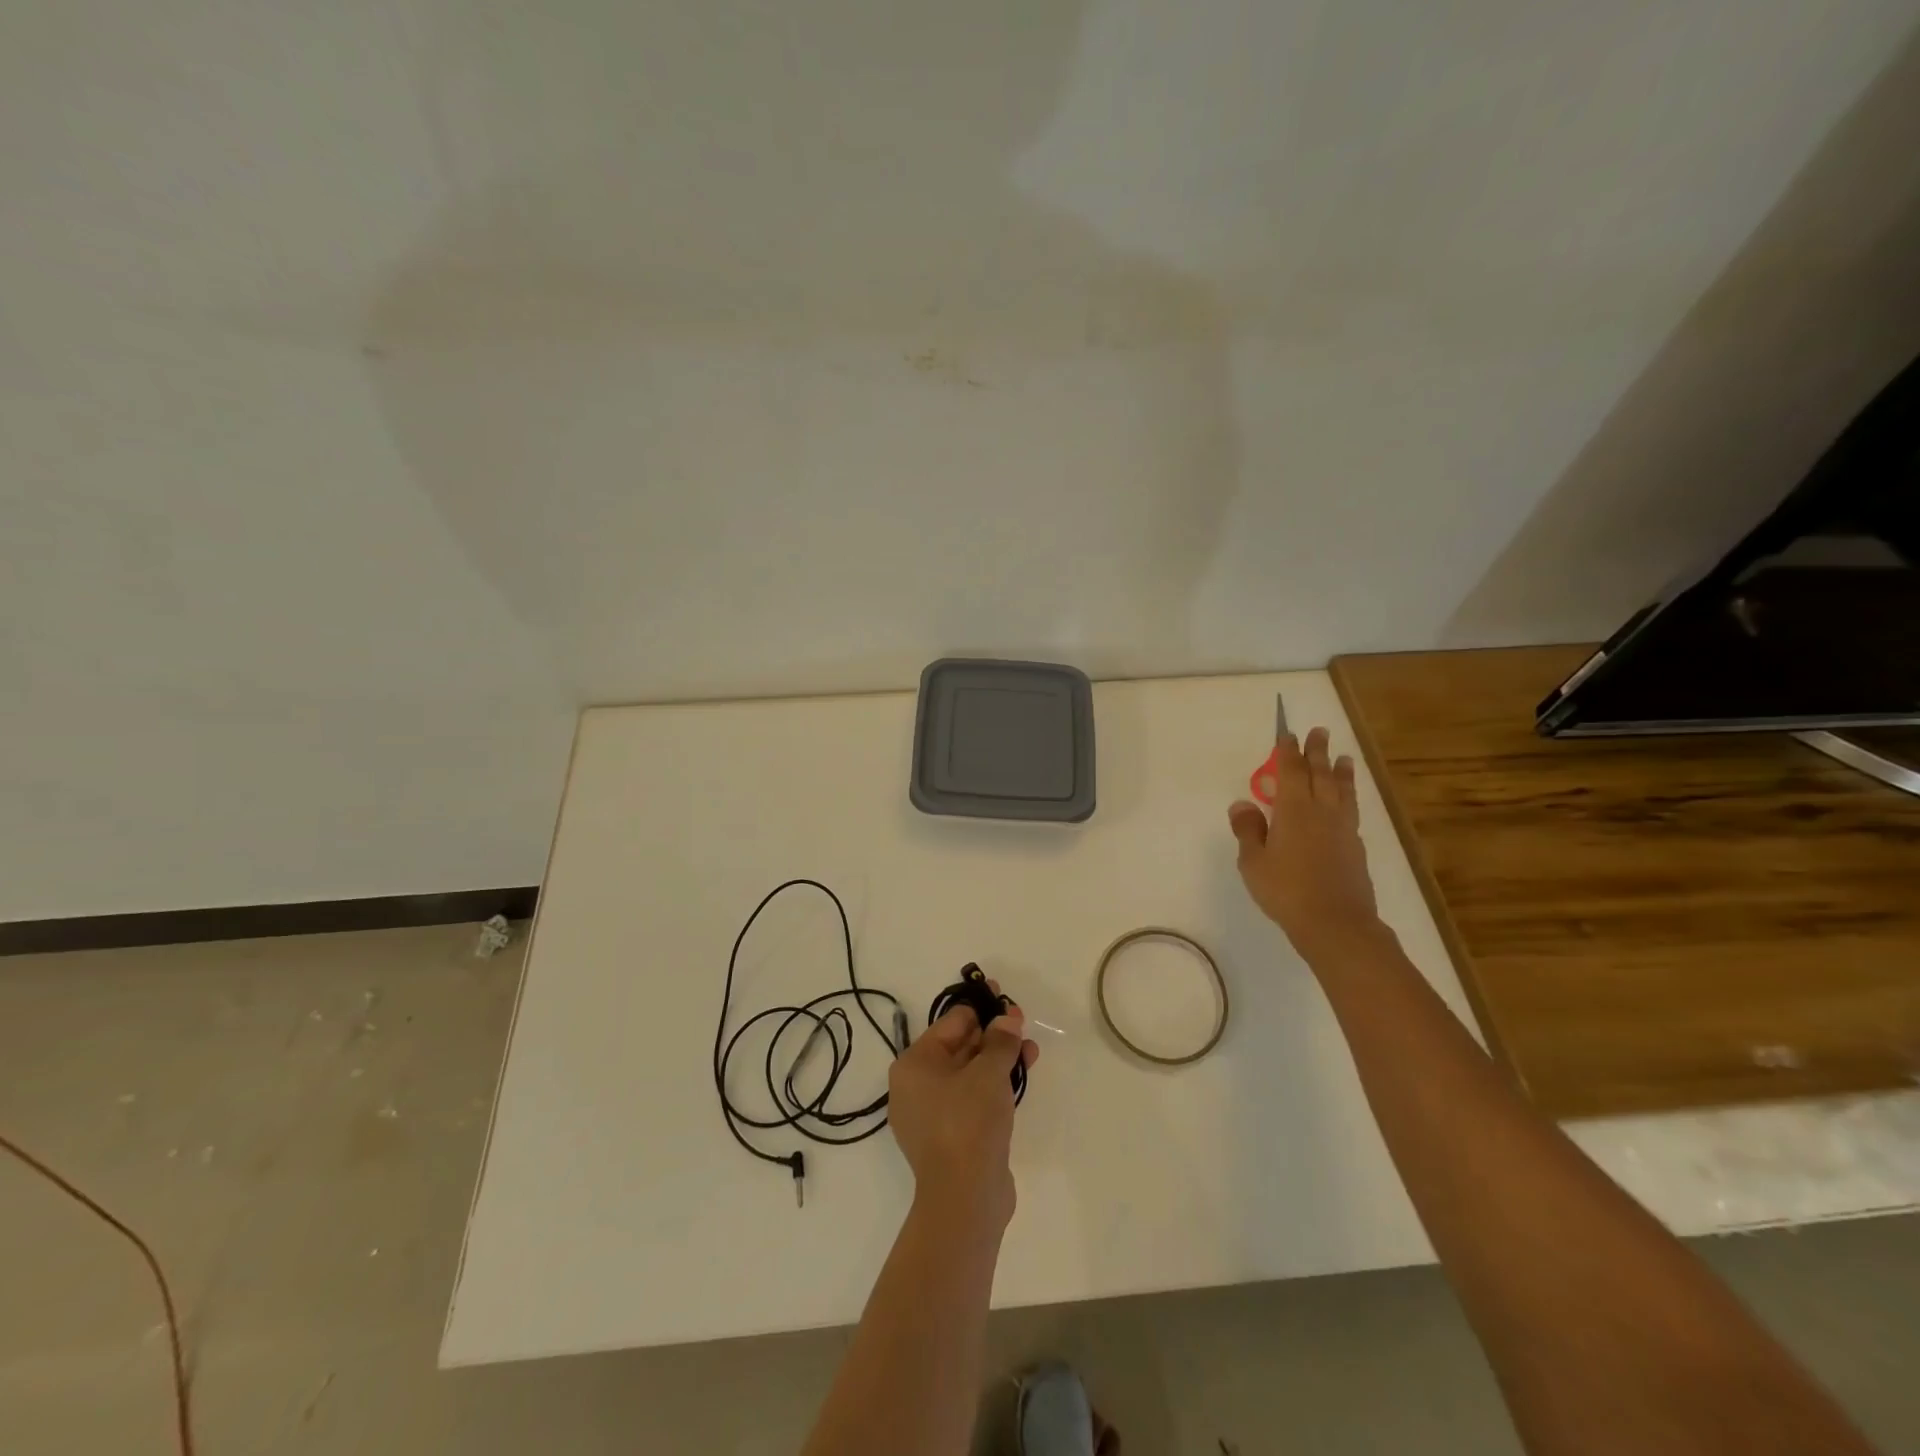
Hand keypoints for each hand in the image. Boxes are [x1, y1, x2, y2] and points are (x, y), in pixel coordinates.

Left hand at [887, 984, 1038, 1236]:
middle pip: (959, 1047)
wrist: (966, 1198)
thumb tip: (1007, 1018)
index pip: (950, 1023)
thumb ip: (1000, 1040)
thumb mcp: (988, 1072)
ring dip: (999, 1058)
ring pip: (969, 1074)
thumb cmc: (968, 1122)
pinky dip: (994, 1085)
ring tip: (1030, 1049)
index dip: (980, 1008)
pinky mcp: (951, 1137)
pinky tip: (1020, 1076)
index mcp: (914, 1064)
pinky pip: (973, 1098)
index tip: (1004, 998)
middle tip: (1021, 1021)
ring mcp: (933, 1115)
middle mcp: (916, 1086)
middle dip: (993, 1033)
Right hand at [1229, 727, 1383, 964]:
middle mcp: (1321, 812)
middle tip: (1319, 732)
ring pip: (1342, 791)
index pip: (1290, 771)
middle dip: (1317, 751)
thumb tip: (1242, 804)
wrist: (1336, 923)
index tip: (1288, 734)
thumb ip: (1248, 830)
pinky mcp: (1355, 847)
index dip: (1288, 751)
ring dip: (1340, 771)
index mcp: (1293, 810)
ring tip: (1343, 758)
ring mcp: (1342, 829)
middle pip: (1319, 774)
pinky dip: (1348, 796)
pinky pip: (1351, 810)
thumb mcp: (1253, 862)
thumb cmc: (1286, 891)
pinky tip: (1346, 802)